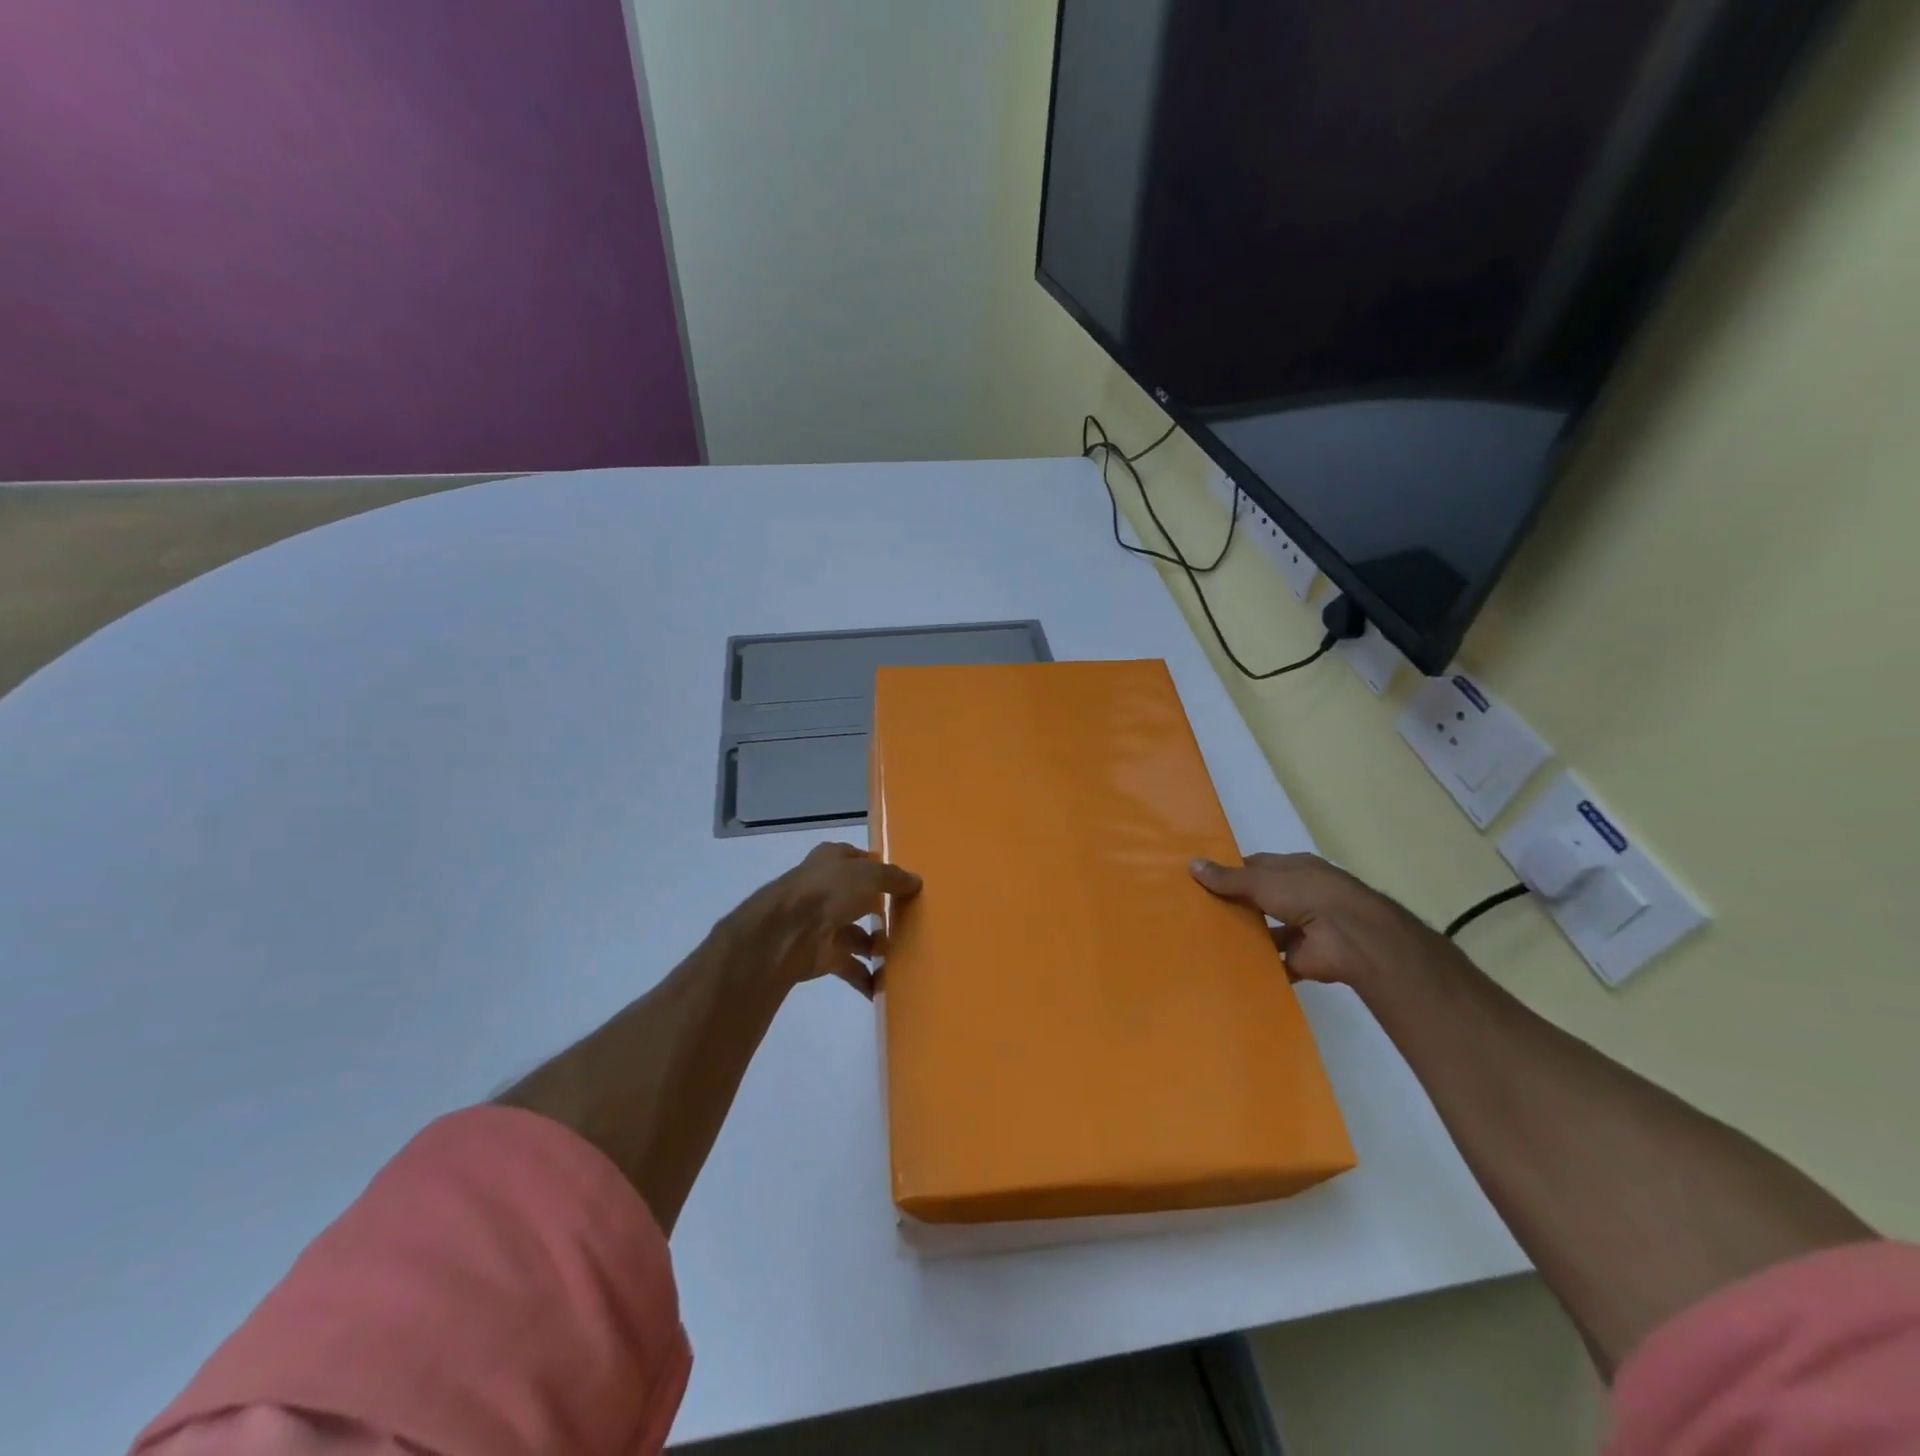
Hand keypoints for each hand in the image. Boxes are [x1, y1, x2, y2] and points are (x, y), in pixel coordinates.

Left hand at [733, 842, 921, 997]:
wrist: (787, 933)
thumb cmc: (829, 891)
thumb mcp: (869, 875)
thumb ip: (894, 878)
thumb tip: (916, 881)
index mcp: (832, 860)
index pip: (859, 860)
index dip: (879, 869)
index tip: (904, 884)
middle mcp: (826, 889)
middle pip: (859, 898)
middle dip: (881, 910)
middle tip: (911, 921)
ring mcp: (823, 923)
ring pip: (856, 934)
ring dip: (876, 946)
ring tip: (906, 956)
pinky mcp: (822, 955)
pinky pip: (850, 966)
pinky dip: (866, 977)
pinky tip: (886, 986)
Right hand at [1190, 852, 1461, 992]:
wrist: (1351, 937)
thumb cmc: (1306, 894)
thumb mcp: (1261, 880)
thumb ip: (1228, 878)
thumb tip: (1192, 864)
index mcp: (1294, 870)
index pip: (1257, 867)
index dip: (1230, 873)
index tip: (1200, 881)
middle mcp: (1299, 896)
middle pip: (1259, 899)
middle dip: (1234, 906)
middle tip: (1195, 913)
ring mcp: (1303, 928)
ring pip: (1266, 931)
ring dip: (1245, 936)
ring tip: (1206, 941)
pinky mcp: (1303, 959)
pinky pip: (1274, 962)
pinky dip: (1258, 966)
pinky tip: (1228, 968)